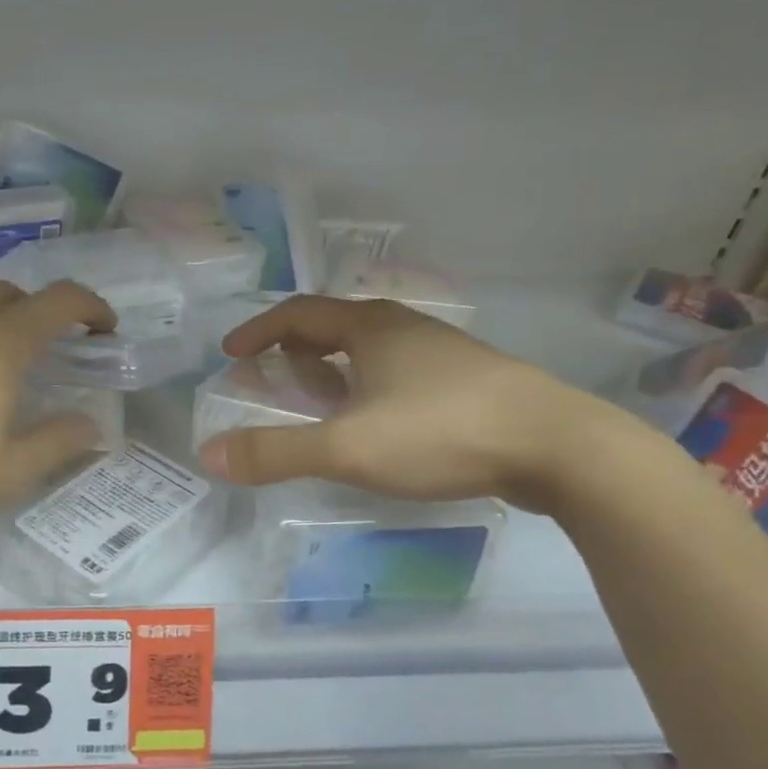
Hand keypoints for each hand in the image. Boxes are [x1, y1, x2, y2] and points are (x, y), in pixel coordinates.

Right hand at [195, 296, 604, 511]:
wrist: (559, 446)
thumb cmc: (442, 432)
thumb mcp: (347, 447)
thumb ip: (276, 452)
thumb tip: (208, 455)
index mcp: (369, 327)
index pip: (297, 313)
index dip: (258, 330)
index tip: (231, 352)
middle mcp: (404, 328)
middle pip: (333, 326)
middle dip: (294, 350)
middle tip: (270, 379)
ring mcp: (441, 353)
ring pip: (370, 351)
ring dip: (333, 369)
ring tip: (319, 403)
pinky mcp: (469, 382)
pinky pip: (399, 374)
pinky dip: (368, 388)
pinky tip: (377, 423)